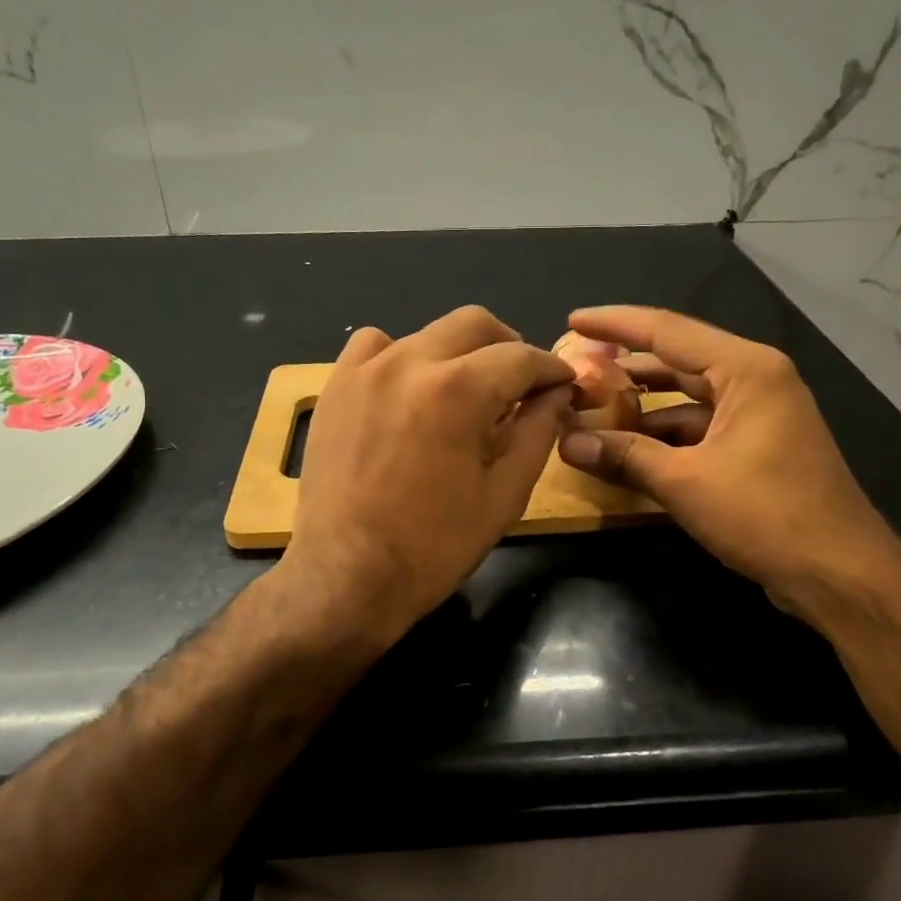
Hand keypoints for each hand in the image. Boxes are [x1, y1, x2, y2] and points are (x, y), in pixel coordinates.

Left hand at [283, 306, 573, 645]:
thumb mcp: (505, 494)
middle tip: (520, 384)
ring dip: (457, 353)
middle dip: (508, 347)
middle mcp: (410, 362)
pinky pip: (375, 347)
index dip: (551, 369)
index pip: (521, 357)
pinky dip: (402, 357)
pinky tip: (409, 392)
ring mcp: (366, 370)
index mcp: (459, 390)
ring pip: (427, 333)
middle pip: (474, 324)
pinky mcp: (336, 386)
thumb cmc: (435, 545)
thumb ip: (537, 432)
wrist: (348, 576)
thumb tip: (556, 395)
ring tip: (465, 392)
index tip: (564, 384)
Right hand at [556, 306, 897, 603]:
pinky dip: (666, 435)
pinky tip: (630, 448)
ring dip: (644, 405)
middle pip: (679, 359)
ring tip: (592, 408)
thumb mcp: (685, 482)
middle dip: (627, 366)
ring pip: (689, 397)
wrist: (839, 571)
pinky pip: (702, 426)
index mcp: (746, 370)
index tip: (574, 319)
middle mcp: (756, 380)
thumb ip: (624, 456)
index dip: (616, 324)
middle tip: (577, 368)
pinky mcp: (759, 446)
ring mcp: (761, 414)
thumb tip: (566, 442)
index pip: (667, 331)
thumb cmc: (766, 514)